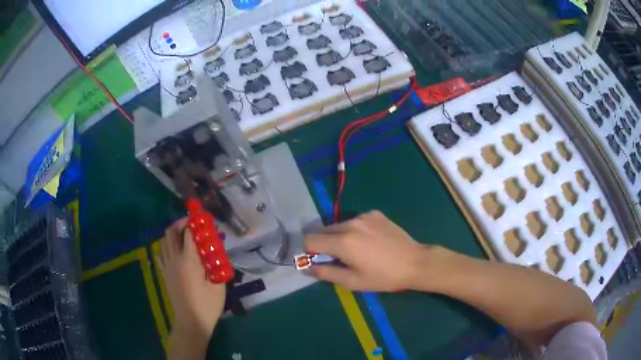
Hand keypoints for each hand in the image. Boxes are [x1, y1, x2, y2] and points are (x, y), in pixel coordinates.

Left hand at [156, 219, 225, 341]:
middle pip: (171, 233)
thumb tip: (216, 248)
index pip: (188, 234)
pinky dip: (166, 246)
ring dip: (172, 233)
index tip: (202, 218)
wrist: (191, 322)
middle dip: (180, 224)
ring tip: (184, 235)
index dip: (194, 222)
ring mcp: (167, 267)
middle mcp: (174, 260)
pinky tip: (174, 250)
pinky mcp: (165, 274)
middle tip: (192, 224)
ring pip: (163, 241)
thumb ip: (216, 263)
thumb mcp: (218, 284)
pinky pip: (161, 254)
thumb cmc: (207, 305)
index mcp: (188, 261)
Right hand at [304, 211, 429, 291]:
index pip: (309, 239)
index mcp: (342, 242)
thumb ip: (326, 273)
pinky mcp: (374, 213)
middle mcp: (350, 223)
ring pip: (339, 225)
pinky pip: (355, 221)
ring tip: (355, 250)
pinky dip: (354, 230)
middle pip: (322, 230)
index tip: (316, 260)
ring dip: (338, 236)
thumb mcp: (352, 282)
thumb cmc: (383, 277)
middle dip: (322, 244)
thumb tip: (306, 267)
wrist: (415, 262)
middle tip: (336, 258)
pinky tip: (369, 241)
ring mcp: (364, 216)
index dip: (307, 251)